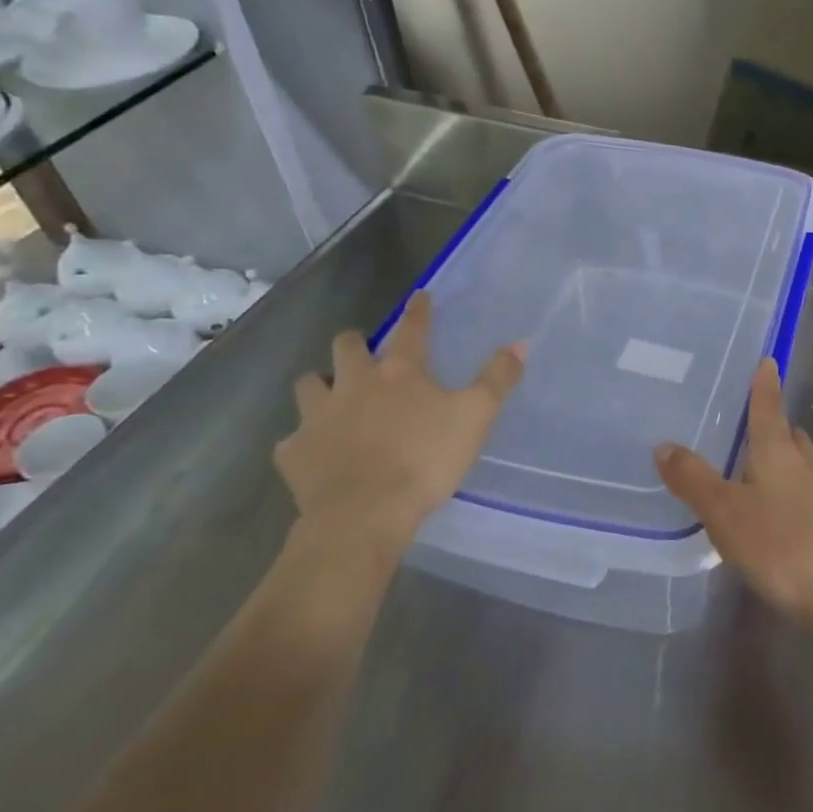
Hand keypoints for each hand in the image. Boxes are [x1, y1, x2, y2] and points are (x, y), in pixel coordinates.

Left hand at [273, 292, 524, 555]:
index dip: (418, 310)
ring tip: (330, 396)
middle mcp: (353, 384)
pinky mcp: (293, 452)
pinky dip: (303, 441)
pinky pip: (292, 439)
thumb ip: (497, 379)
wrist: (363, 514)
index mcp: (399, 372)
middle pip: (346, 347)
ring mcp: (317, 417)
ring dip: (319, 384)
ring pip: (308, 384)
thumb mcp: (475, 417)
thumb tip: (520, 343)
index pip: (411, 329)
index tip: (419, 297)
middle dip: (355, 343)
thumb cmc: (425, 460)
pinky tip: (314, 453)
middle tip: (364, 352)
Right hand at [653, 360, 812, 634]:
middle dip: (771, 423)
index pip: (769, 406)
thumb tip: (663, 443)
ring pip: (798, 462)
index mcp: (778, 451)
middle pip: (787, 433)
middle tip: (745, 421)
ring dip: (779, 457)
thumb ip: (694, 479)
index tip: (768, 360)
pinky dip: (786, 489)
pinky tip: (771, 512)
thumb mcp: (726, 513)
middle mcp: (805, 463)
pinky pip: (804, 491)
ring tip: (751, 465)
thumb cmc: (783, 545)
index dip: (765, 384)